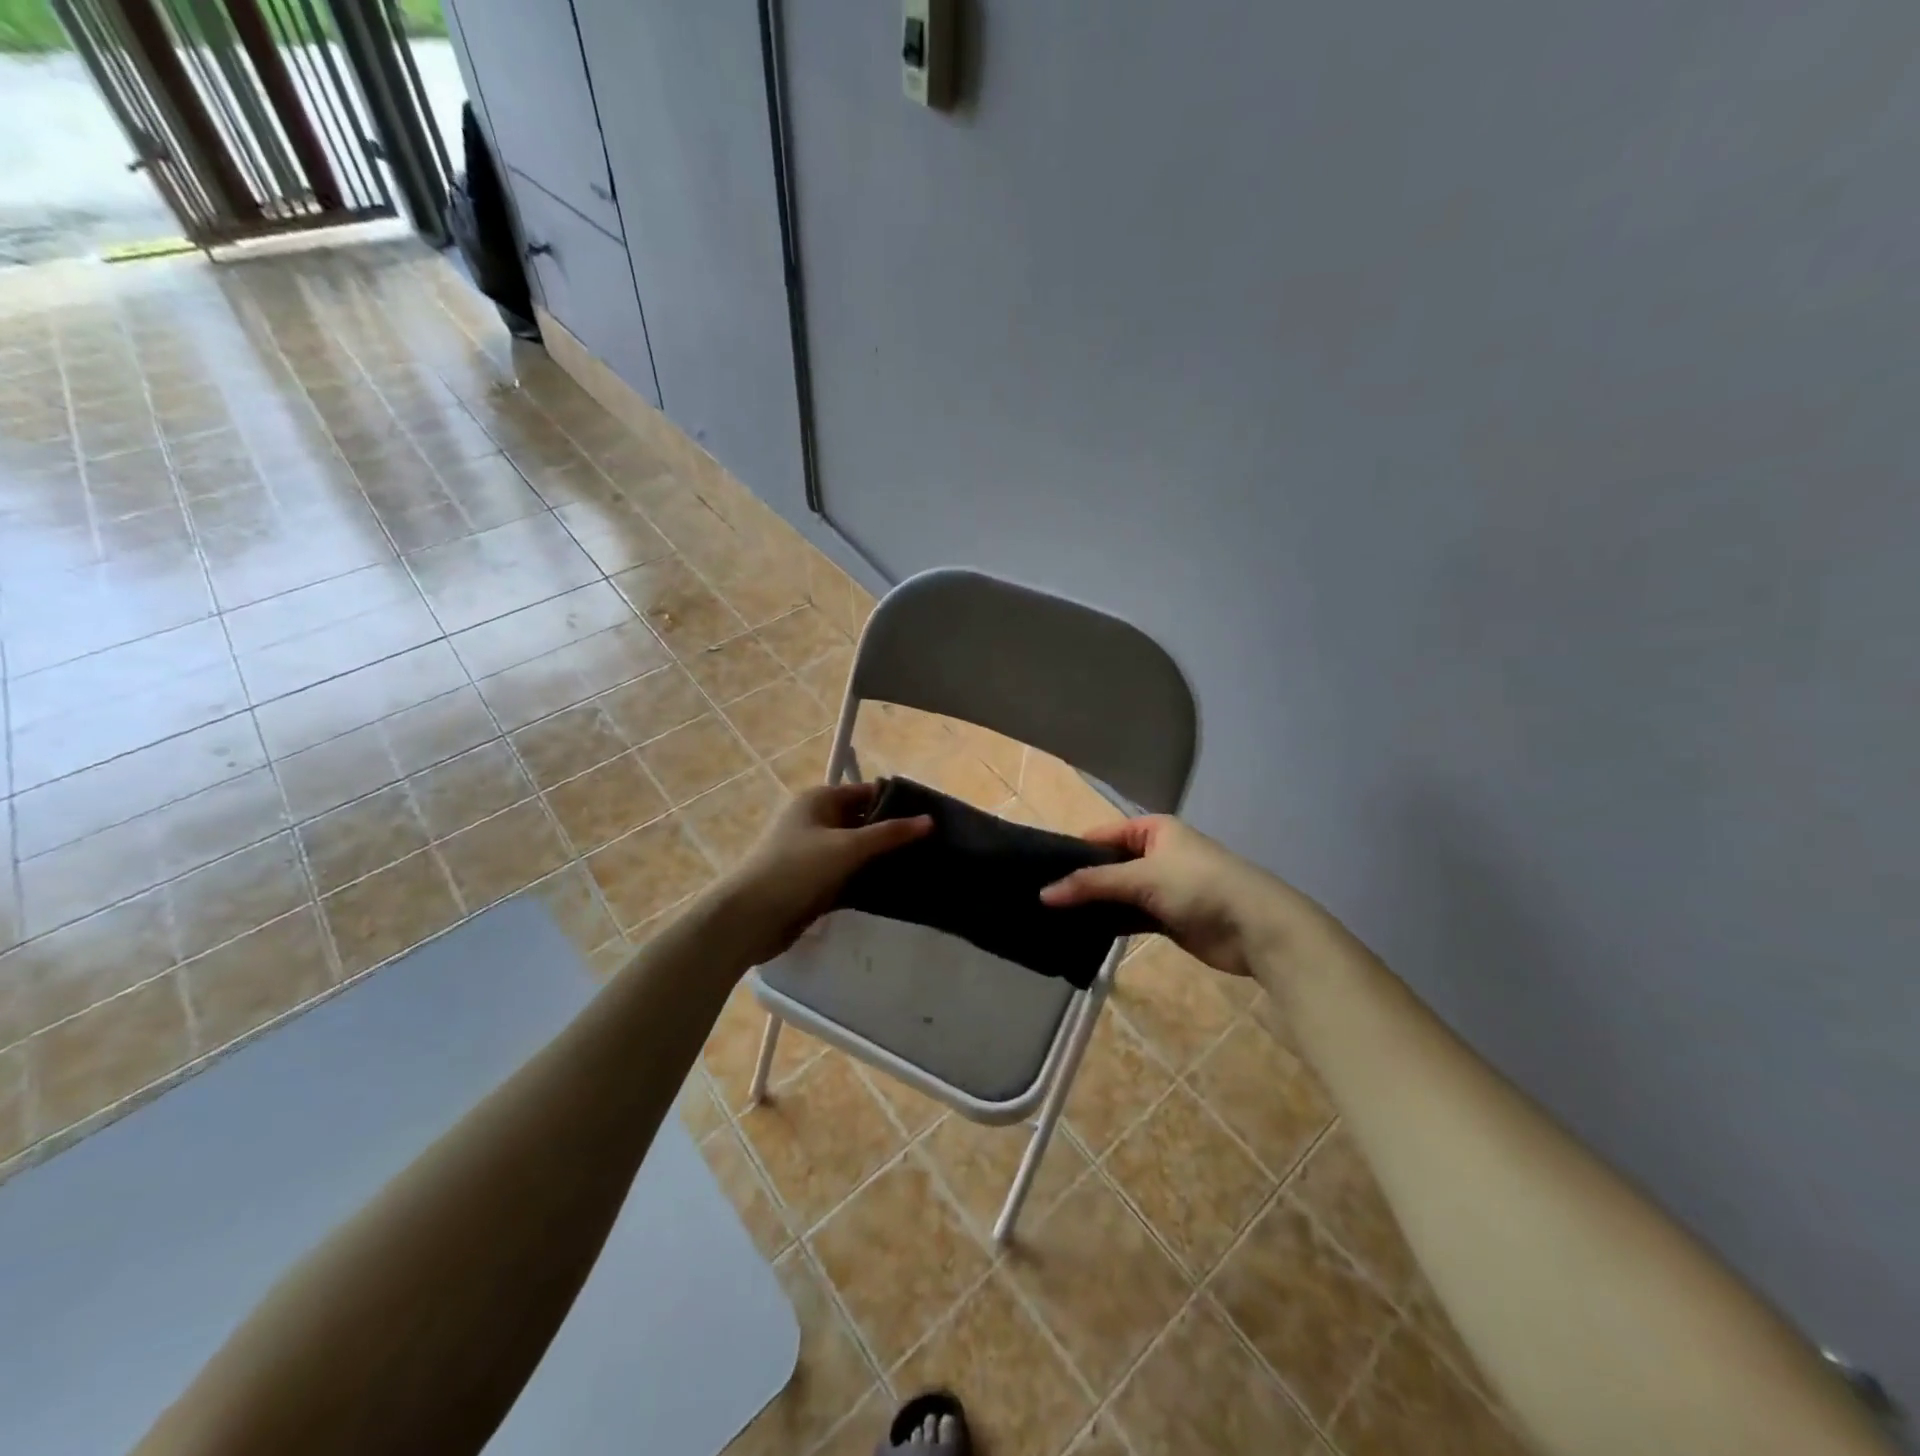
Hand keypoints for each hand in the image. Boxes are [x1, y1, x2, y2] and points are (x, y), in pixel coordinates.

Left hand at [717, 782, 931, 966]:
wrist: (749, 918)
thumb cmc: (796, 869)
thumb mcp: (847, 847)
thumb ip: (890, 834)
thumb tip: (930, 820)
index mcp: (819, 800)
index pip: (867, 793)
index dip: (897, 803)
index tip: (931, 818)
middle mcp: (816, 821)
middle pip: (863, 821)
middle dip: (893, 833)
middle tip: (933, 847)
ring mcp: (814, 853)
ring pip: (857, 851)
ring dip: (882, 859)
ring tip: (922, 867)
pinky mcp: (814, 881)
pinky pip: (848, 874)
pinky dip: (867, 879)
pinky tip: (895, 889)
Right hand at [1041, 815, 1327, 978]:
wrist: (1256, 928)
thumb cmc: (1199, 886)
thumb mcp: (1141, 877)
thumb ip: (1092, 884)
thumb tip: (1043, 893)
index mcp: (1153, 830)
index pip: (1102, 836)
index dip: (1072, 852)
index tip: (1039, 872)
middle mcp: (1156, 853)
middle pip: (1108, 866)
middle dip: (1080, 882)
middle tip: (1041, 899)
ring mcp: (1162, 887)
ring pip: (1118, 894)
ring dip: (1094, 906)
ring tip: (1052, 918)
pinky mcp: (1168, 918)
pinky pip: (1130, 917)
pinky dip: (1111, 924)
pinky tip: (1082, 934)